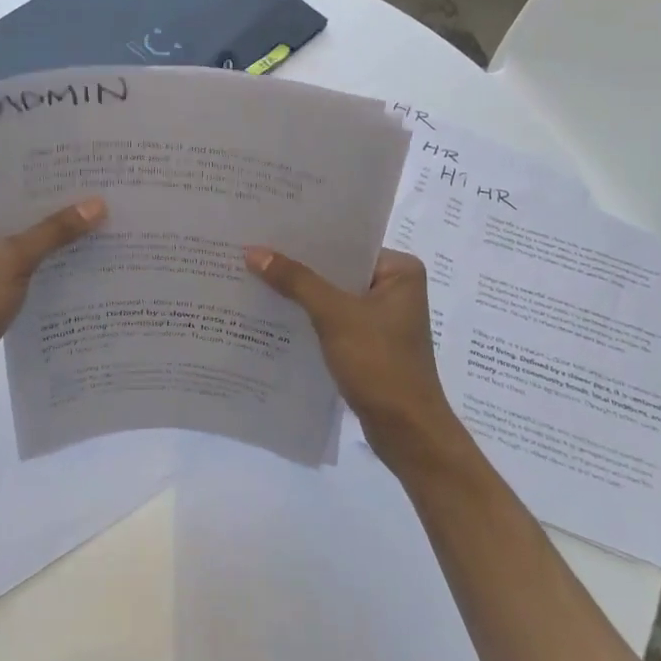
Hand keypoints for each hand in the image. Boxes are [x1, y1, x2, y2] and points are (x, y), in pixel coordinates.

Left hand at [0, 193, 106, 409]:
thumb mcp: (11, 261)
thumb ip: (54, 232)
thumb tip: (98, 204)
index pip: (13, 187)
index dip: (51, 182)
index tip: (91, 174)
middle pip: (23, 215)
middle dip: (61, 212)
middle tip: (108, 199)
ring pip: (28, 243)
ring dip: (59, 243)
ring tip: (107, 229)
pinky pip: (28, 269)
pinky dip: (51, 268)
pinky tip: (86, 266)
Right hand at [244, 245, 465, 467]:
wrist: (406, 431)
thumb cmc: (379, 363)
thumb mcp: (335, 315)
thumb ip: (296, 281)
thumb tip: (253, 251)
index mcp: (400, 270)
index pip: (347, 244)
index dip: (308, 239)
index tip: (269, 229)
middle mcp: (395, 288)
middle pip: (338, 269)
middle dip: (299, 266)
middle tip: (253, 251)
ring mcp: (382, 318)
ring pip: (333, 295)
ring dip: (301, 293)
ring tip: (255, 277)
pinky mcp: (369, 343)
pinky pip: (333, 319)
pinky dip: (309, 317)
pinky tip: (274, 313)